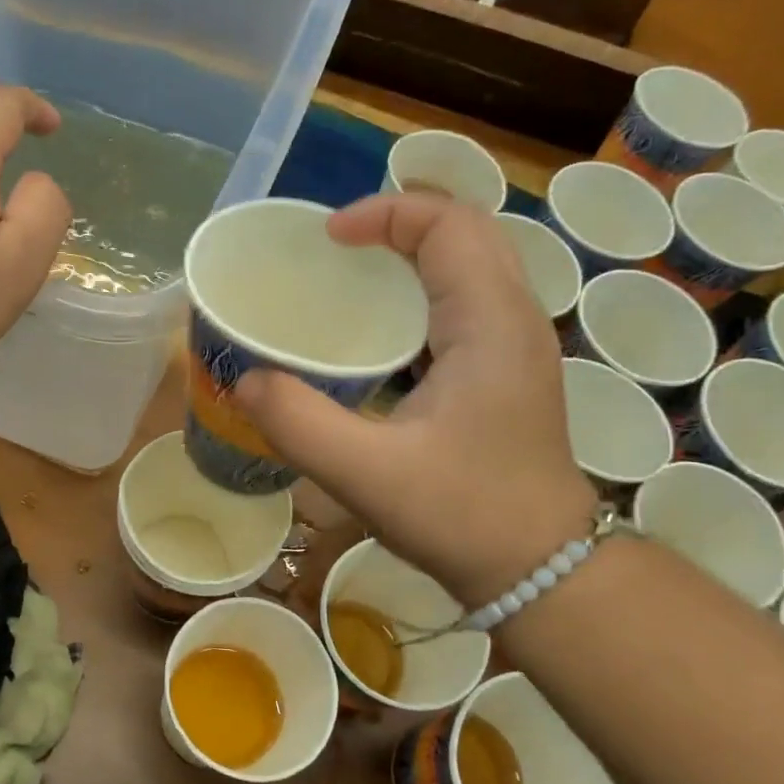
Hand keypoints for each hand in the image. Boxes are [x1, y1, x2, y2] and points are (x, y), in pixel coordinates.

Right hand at [236, 193, 595, 605]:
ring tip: (353, 279)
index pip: (448, 224)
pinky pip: (470, 302)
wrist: (541, 570)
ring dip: (415, 255)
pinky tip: (383, 335)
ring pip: (473, 265)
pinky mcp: (510, 373)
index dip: (385, 213)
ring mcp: (519, 346)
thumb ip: (299, 423)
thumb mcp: (367, 474)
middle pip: (467, 231)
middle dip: (400, 223)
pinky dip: (425, 293)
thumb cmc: (462, 516)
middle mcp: (514, 319)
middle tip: (338, 250)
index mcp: (489, 323)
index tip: (328, 239)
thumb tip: (242, 381)